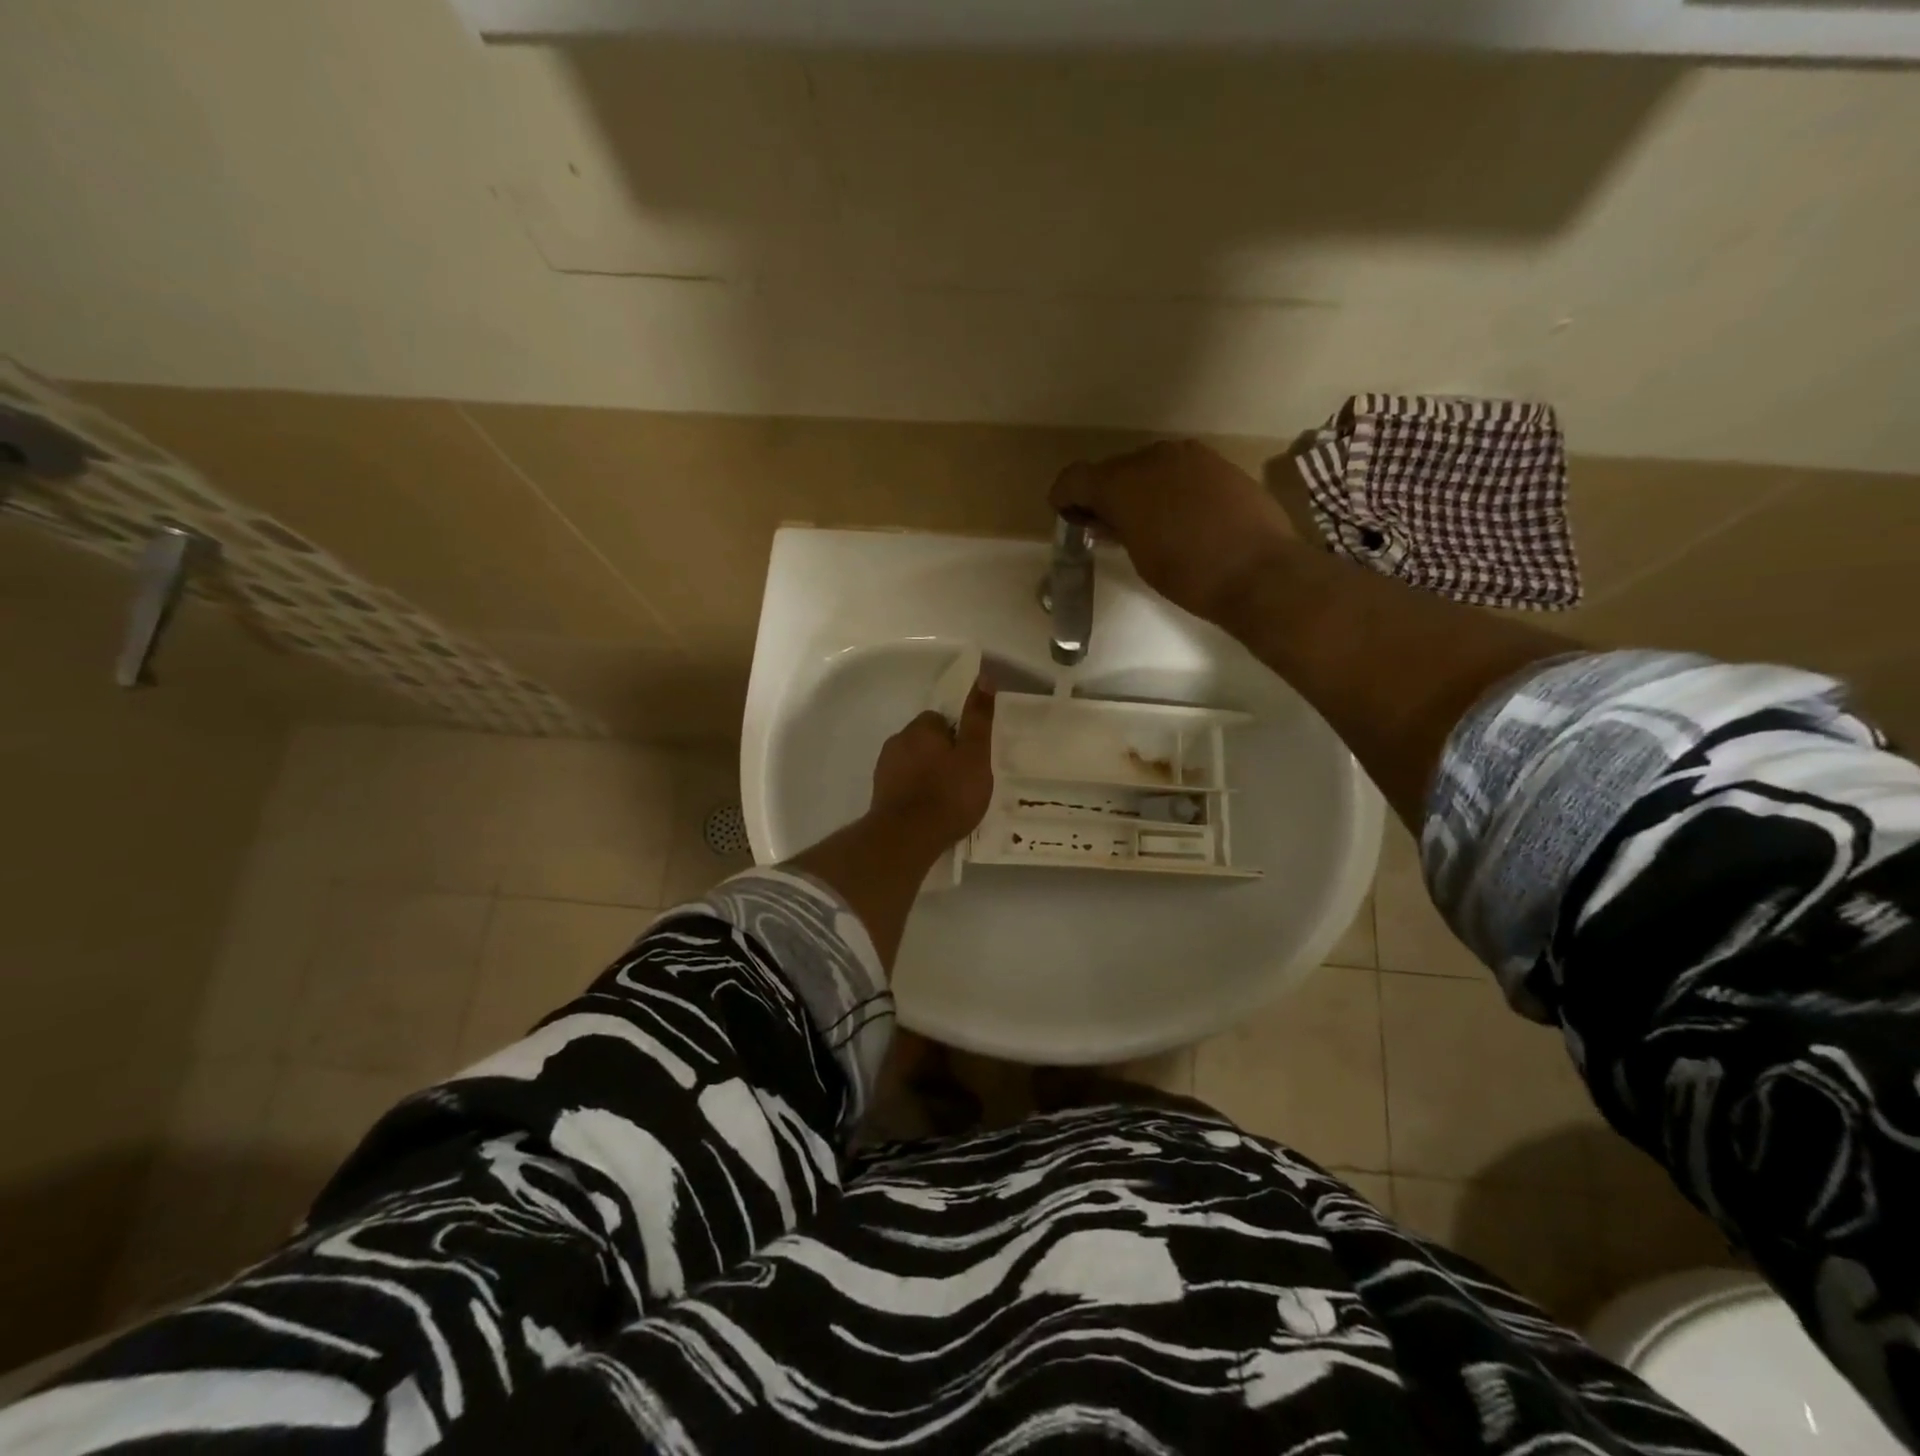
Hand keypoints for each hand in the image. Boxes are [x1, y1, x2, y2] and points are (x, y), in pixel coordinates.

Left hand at [868, 680, 996, 853]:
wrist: (906, 837)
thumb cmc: (948, 794)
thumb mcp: (974, 755)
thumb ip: (978, 718)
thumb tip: (983, 676)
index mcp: (920, 728)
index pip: (940, 719)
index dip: (958, 736)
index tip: (970, 757)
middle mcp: (897, 741)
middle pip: (924, 741)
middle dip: (940, 755)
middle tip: (963, 779)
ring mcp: (884, 769)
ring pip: (912, 763)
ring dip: (927, 774)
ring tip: (948, 799)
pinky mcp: (879, 794)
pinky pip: (903, 785)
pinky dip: (915, 793)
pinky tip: (929, 811)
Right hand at [1050, 440, 1297, 627]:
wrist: (1259, 571)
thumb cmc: (1189, 575)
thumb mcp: (1140, 557)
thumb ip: (1116, 529)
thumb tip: (1103, 520)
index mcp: (1123, 482)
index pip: (1076, 478)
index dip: (1065, 497)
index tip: (1066, 516)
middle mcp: (1152, 458)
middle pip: (1113, 469)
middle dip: (1104, 494)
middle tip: (1106, 526)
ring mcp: (1188, 456)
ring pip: (1147, 467)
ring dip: (1138, 489)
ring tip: (1145, 522)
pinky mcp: (1217, 463)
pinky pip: (1178, 470)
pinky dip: (1168, 487)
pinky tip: (1179, 515)